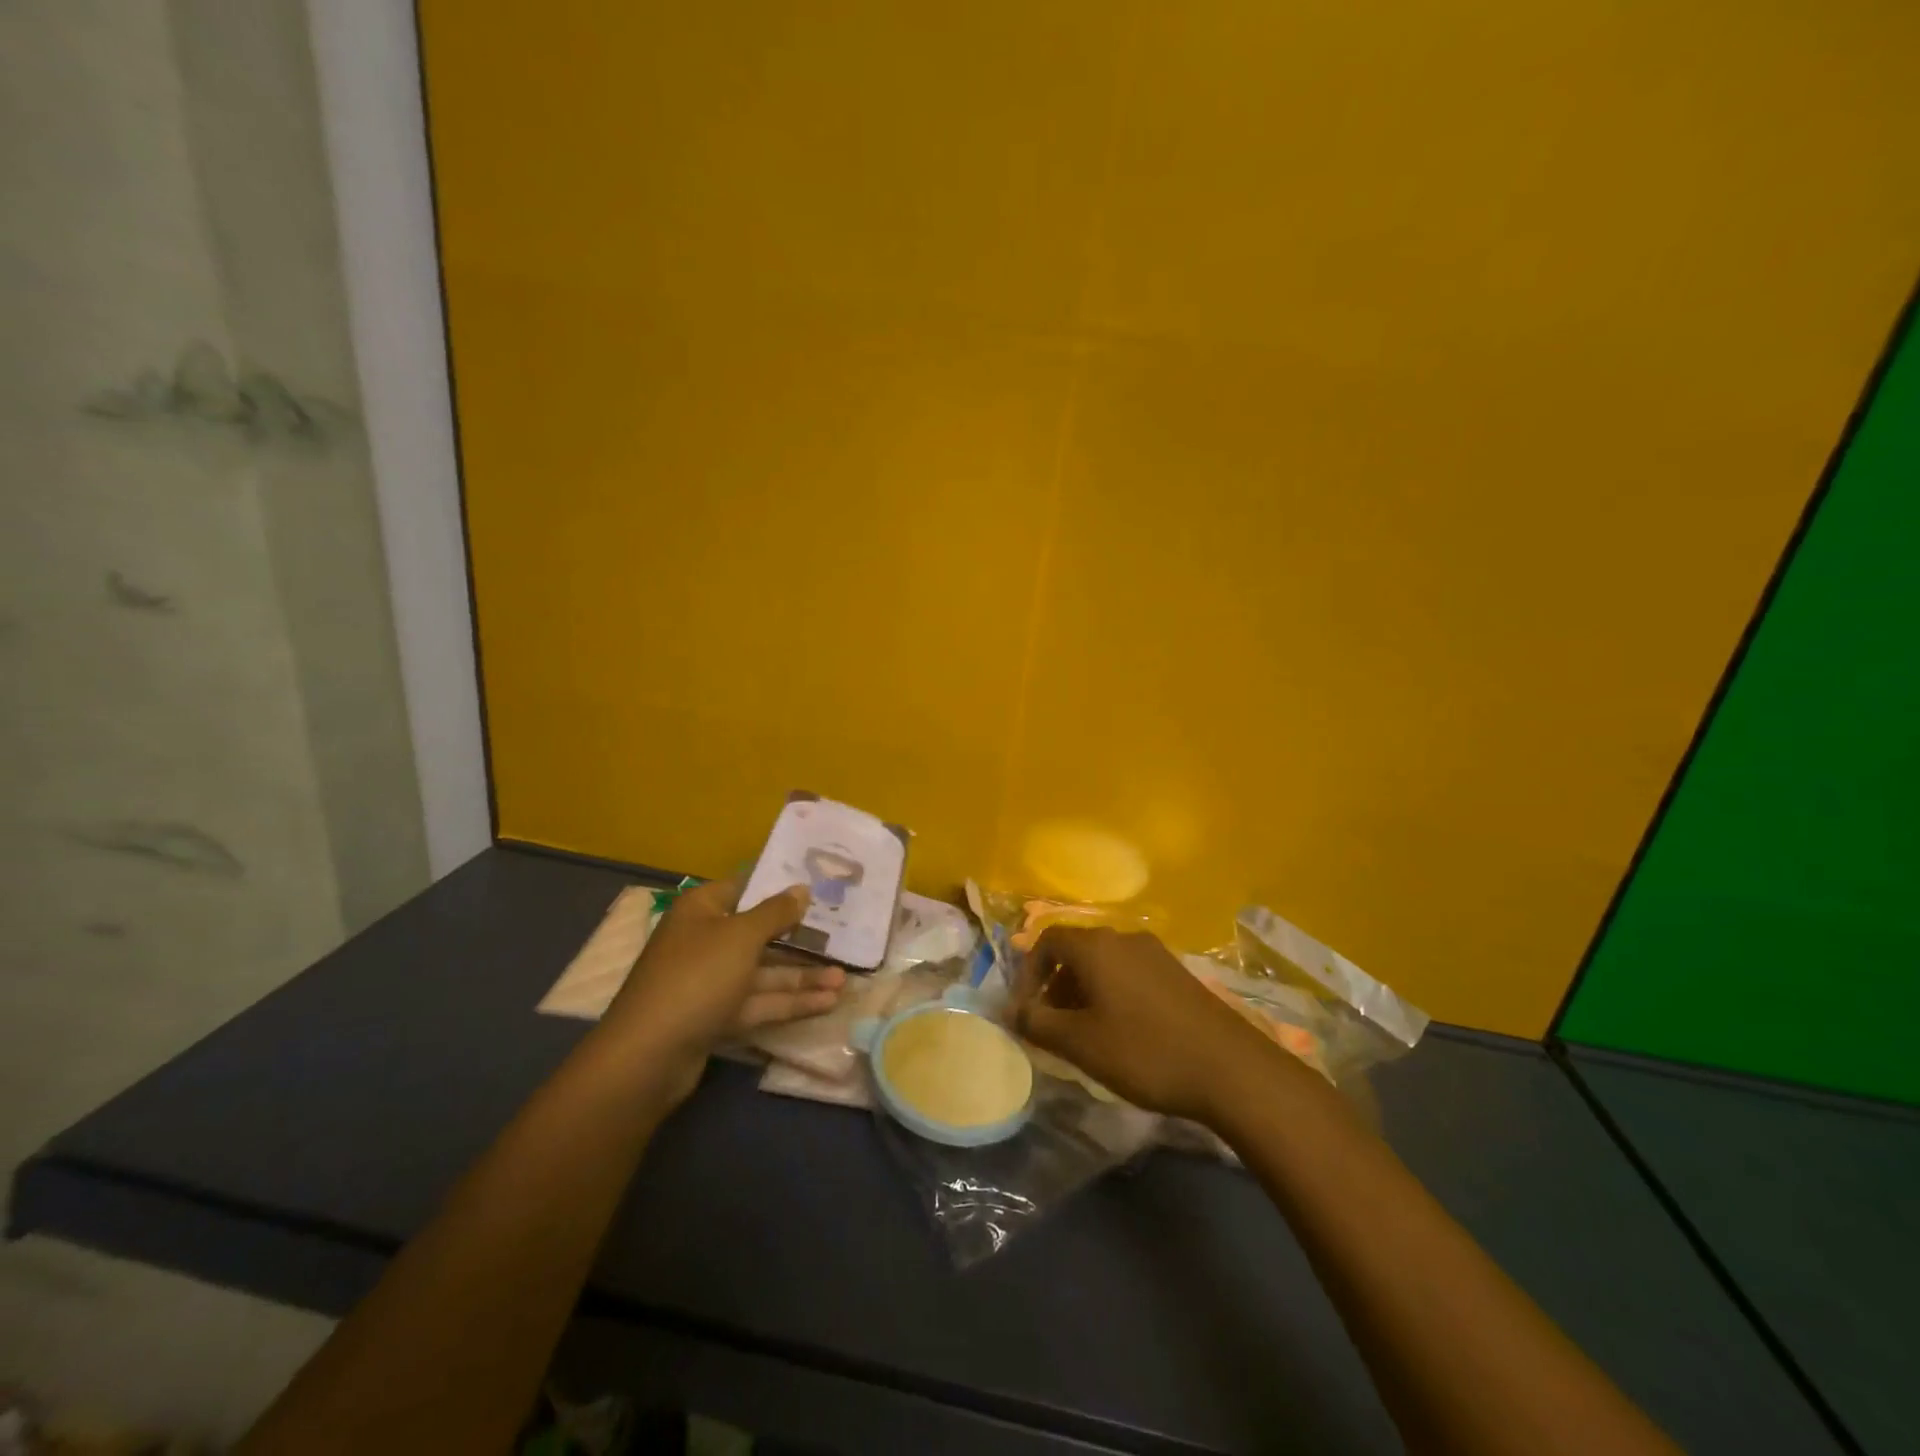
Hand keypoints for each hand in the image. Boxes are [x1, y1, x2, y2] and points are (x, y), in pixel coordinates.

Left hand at [601, 878, 842, 1104]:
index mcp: (703, 909)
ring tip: (844, 979)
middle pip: (759, 933)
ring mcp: (710, 981)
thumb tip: (802, 888)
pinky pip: (759, 1002)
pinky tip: (827, 1002)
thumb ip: (776, 913)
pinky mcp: (716, 1016)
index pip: (746, 887)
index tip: (819, 886)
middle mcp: (705, 940)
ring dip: (802, 976)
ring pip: (763, 972)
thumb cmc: (697, 977)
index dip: (780, 886)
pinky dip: (789, 1002)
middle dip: (800, 939)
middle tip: (843, 937)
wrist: (648, 1056)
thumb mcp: (741, 936)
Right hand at [1011, 926, 1283, 1121]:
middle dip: (1056, 984)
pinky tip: (1122, 1031)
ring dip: (1084, 990)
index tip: (1026, 1010)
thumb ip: (1038, 1024)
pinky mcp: (1178, 973)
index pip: (1047, 941)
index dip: (1028, 973)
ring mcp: (1155, 953)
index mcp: (1096, 946)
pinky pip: (1130, 972)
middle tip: (1052, 1025)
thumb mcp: (1080, 1043)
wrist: (1230, 1068)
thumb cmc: (1144, 1051)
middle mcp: (1124, 938)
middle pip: (1076, 950)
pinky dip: (1112, 993)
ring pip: (1104, 963)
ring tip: (1085, 1033)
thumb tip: (1011, 1011)